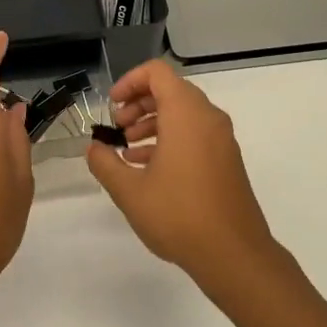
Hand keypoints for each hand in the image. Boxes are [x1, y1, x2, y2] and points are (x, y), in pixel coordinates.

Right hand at [85, 58, 279, 292]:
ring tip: (127, 151)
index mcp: (185, 114)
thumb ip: (105, 163)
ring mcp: (222, 139)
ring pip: (183, 114)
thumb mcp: (130, 191)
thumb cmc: (178, 215)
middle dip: (139, 104)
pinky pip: (196, 135)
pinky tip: (148, 168)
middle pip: (171, 91)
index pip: (157, 73)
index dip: (130, 82)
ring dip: (153, 123)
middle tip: (117, 129)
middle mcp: (208, 118)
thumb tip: (93, 148)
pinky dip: (171, 139)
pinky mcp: (227, 160)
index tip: (112, 106)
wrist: (233, 253)